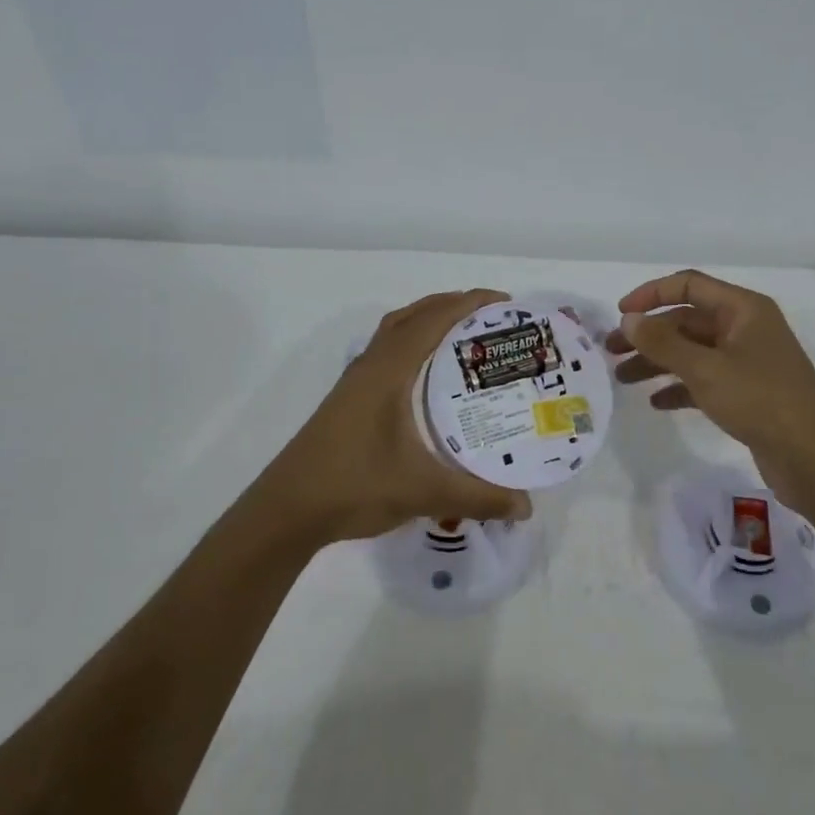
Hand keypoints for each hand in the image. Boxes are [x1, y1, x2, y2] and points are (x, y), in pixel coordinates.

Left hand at [259, 289, 532, 545]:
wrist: (288, 510)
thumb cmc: (354, 487)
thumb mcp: (423, 492)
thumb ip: (478, 497)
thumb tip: (526, 507)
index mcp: (388, 371)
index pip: (432, 320)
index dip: (469, 303)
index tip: (505, 303)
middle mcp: (370, 366)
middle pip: (412, 316)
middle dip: (452, 307)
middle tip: (491, 320)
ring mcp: (355, 383)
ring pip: (395, 334)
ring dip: (428, 324)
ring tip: (465, 339)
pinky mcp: (349, 400)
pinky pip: (387, 354)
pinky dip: (413, 347)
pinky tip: (429, 380)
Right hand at [605, 270, 814, 511]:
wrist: (813, 457)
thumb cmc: (759, 400)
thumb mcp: (704, 368)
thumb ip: (662, 342)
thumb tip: (629, 319)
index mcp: (743, 309)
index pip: (689, 285)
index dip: (651, 294)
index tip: (620, 314)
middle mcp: (746, 328)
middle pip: (687, 321)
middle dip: (648, 335)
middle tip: (610, 352)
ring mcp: (748, 361)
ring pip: (693, 351)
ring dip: (657, 362)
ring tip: (622, 379)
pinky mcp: (747, 392)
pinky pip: (705, 379)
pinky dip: (679, 387)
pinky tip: (656, 403)